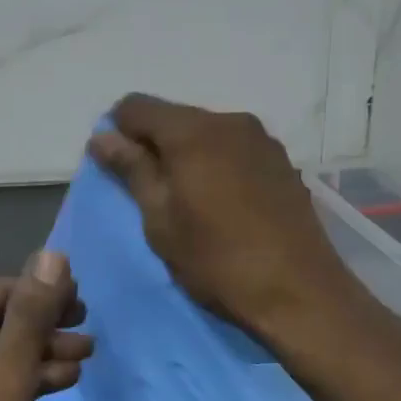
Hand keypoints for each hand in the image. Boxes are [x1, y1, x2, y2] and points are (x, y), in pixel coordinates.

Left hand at [0, 252, 90, 400]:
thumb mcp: (6, 374)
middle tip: (89, 329)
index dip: (44, 292)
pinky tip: (61, 383)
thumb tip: (52, 255)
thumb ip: (31, 314)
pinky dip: (23, 381)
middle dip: (45, 325)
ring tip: (87, 356)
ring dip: (40, 354)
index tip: (86, 299)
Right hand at [88, 95, 379, 346]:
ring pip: (206, 132)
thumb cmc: (216, 260)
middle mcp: (229, 121)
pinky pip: (233, 148)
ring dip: (186, 155)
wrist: (299, 293)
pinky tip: (221, 202)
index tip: (116, 168)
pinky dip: (215, 163)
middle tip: (147, 191)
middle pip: (174, 117)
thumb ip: (131, 170)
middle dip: (152, 144)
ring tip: (186, 199)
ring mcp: (262, 139)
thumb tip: (102, 137)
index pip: (136, 106)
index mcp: (192, 132)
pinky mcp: (282, 161)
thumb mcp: (160, 219)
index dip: (117, 131)